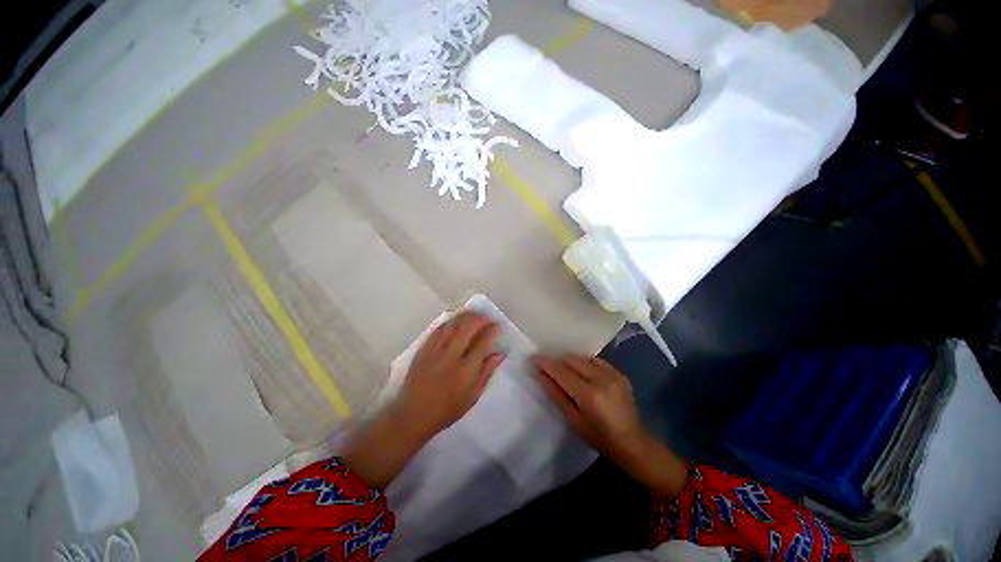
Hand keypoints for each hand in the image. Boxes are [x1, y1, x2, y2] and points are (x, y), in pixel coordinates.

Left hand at [342, 312, 503, 488]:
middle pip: (467, 328)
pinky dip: (449, 322)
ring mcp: (435, 351)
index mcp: (465, 371)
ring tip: (474, 314)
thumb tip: (500, 353)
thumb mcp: (472, 396)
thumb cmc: (446, 410)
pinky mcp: (423, 350)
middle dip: (480, 319)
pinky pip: (437, 330)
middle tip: (487, 317)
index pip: (482, 343)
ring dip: (465, 317)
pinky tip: (455, 320)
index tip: (498, 326)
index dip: (492, 331)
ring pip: (452, 325)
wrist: (412, 415)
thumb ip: (486, 373)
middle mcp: (451, 357)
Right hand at [533, 354, 643, 460]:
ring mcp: (613, 374)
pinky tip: (585, 374)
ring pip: (584, 357)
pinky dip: (586, 364)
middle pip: (572, 359)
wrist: (632, 442)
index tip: (534, 357)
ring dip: (572, 362)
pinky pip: (597, 360)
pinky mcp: (620, 373)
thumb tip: (540, 374)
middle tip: (550, 368)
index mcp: (589, 395)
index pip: (561, 371)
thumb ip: (556, 394)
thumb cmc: (598, 437)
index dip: (546, 363)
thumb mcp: (573, 419)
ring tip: (568, 372)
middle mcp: (601, 379)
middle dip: (558, 361)